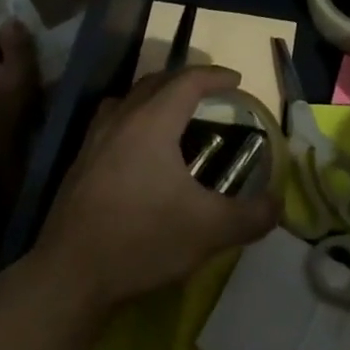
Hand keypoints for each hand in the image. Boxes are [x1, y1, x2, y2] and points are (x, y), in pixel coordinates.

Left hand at [36, 66, 278, 311]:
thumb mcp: (209, 231)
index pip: (188, 81)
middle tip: (210, 93)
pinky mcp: (80, 162)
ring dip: (156, 96)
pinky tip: (139, 148)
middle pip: (157, 82)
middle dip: (186, 81)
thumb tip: (278, 205)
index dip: (215, 76)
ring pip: (130, 98)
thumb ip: (250, 216)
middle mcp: (122, 118)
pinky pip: (113, 120)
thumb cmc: (143, 240)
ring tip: (175, 113)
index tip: (237, 80)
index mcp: (153, 122)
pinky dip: (134, 118)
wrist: (70, 274)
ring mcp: (95, 139)